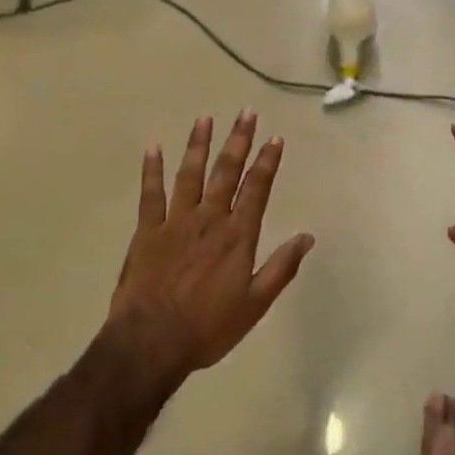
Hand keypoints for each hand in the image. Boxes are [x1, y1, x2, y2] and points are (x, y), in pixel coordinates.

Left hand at [107, 112, 314, 383]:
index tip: (275, 138)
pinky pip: (150, 194)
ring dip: (198, 145)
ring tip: (205, 119)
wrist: (152, 341)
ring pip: (190, 174)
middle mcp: (209, 219)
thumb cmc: (209, 327)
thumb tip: (307, 237)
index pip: (257, 188)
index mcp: (237, 235)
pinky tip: (153, 148)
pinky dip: (151, 170)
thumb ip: (281, 267)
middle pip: (226, 172)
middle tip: (246, 113)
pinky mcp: (147, 230)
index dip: (267, 162)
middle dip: (238, 141)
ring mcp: (175, 221)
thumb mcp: (255, 304)